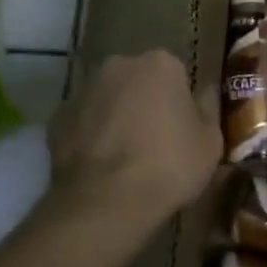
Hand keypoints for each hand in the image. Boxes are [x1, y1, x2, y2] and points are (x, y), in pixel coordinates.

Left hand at [48, 51, 221, 234]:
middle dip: (145, 102)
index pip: (176, 74)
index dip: (180, 103)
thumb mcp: (210, 141)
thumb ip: (209, 108)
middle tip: (154, 141)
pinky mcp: (56, 118)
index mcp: (160, 63)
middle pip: (138, 80)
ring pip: (107, 98)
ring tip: (124, 157)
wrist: (105, 203)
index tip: (182, 129)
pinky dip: (90, 136)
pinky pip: (82, 122)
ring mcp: (83, 90)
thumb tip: (206, 91)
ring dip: (115, 116)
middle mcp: (119, 65)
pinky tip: (99, 165)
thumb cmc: (169, 166)